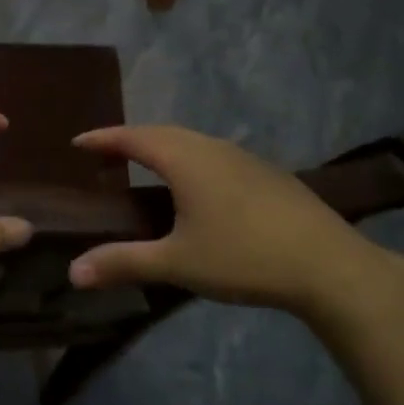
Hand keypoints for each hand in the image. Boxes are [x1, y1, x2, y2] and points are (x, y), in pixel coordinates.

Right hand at [68, 125, 388, 313]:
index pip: (133, 137)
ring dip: (162, 146)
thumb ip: (124, 263)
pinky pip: (213, 153)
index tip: (77, 142)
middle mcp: (211, 148)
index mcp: (185, 159)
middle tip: (106, 154)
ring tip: (145, 165)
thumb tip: (72, 272)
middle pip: (162, 132)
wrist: (331, 266)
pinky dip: (189, 158)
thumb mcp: (177, 264)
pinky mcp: (267, 173)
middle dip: (130, 139)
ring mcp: (243, 157)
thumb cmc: (244, 257)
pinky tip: (198, 186)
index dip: (103, 138)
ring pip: (191, 141)